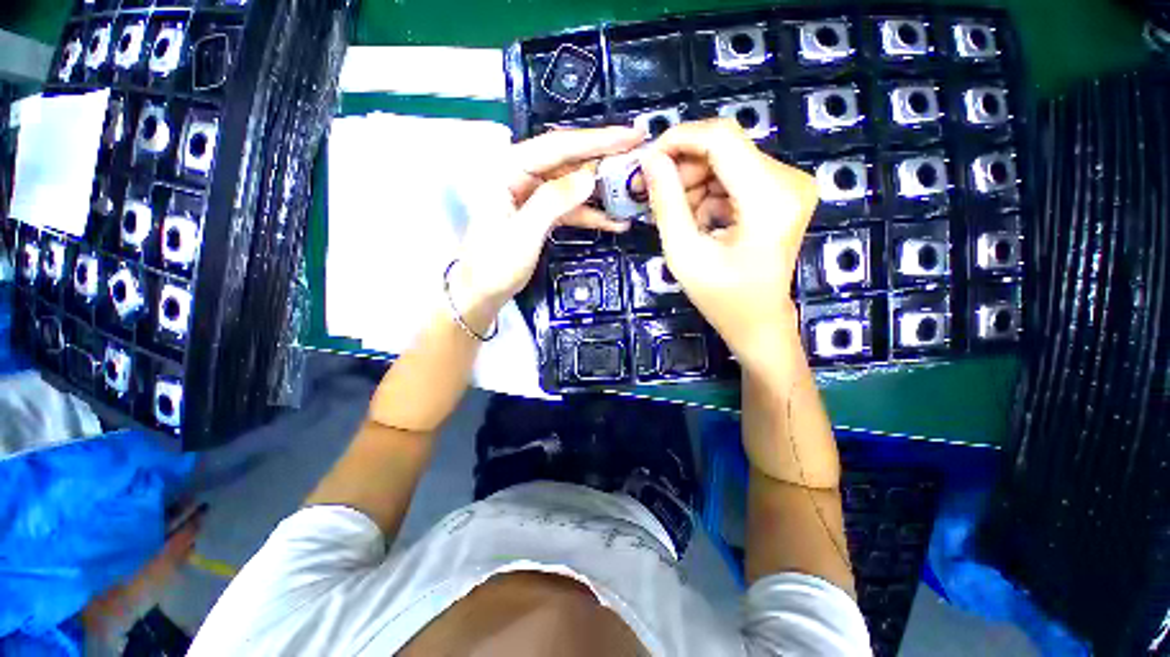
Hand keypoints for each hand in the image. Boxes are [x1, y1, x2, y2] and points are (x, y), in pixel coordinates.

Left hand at [452, 126, 645, 312]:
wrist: (480, 293)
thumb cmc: (494, 265)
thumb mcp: (523, 233)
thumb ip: (554, 201)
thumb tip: (590, 177)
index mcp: (508, 169)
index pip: (557, 146)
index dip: (596, 139)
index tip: (631, 135)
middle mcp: (519, 174)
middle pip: (567, 160)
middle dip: (603, 159)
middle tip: (640, 155)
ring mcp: (531, 195)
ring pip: (572, 184)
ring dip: (601, 190)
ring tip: (633, 190)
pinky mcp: (540, 214)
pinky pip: (569, 208)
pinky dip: (590, 214)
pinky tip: (614, 222)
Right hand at [638, 119, 818, 371]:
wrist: (758, 321)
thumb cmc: (722, 298)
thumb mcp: (684, 254)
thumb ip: (666, 202)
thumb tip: (650, 158)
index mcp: (769, 198)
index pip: (721, 139)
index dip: (678, 139)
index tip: (647, 159)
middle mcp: (789, 180)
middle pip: (724, 148)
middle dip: (683, 168)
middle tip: (654, 195)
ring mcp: (790, 184)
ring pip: (727, 161)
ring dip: (694, 183)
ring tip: (678, 217)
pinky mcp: (783, 191)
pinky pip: (735, 176)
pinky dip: (709, 193)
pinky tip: (698, 220)